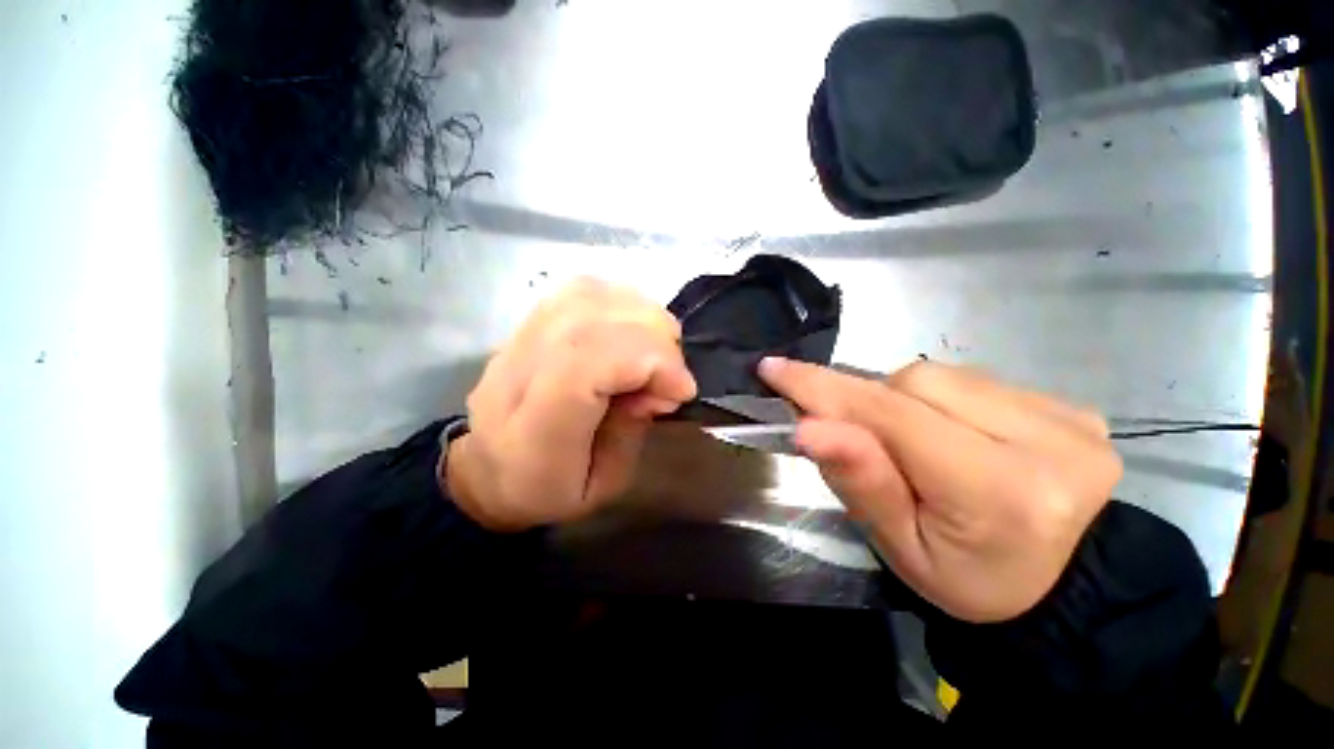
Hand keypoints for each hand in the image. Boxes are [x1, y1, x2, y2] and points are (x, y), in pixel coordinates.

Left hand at [444, 279, 697, 530]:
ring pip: (588, 296)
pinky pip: (581, 290)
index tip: (681, 389)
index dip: (648, 361)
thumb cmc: (547, 490)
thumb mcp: (601, 486)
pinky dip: (621, 302)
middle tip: (671, 376)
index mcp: (534, 432)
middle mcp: (519, 372)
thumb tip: (658, 385)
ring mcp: (519, 338)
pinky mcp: (528, 322)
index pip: (586, 363)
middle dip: (655, 341)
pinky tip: (633, 331)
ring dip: (641, 317)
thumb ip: (632, 431)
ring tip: (656, 351)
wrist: (486, 471)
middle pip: (592, 322)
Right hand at [760, 358, 1121, 622]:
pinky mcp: (1070, 406)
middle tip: (860, 436)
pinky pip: (972, 380)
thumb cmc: (970, 579)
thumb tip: (808, 428)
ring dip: (904, 401)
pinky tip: (952, 435)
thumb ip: (859, 482)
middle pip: (915, 383)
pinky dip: (939, 400)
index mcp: (1000, 494)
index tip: (774, 368)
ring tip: (912, 443)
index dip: (824, 388)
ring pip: (940, 375)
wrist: (1065, 585)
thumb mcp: (901, 548)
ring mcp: (1066, 417)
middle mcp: (1045, 443)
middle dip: (870, 401)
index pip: (891, 417)